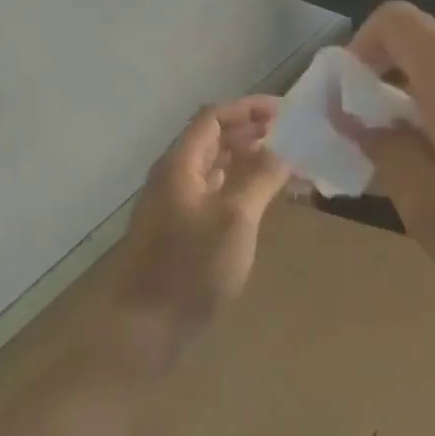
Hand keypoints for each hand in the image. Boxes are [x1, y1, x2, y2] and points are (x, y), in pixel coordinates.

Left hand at [107, 96, 290, 366]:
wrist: (146, 327)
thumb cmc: (192, 267)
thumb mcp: (236, 218)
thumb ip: (260, 178)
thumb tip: (284, 149)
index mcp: (181, 165)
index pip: (213, 117)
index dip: (248, 108)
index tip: (284, 111)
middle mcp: (175, 176)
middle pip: (212, 138)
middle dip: (250, 130)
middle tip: (288, 134)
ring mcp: (175, 204)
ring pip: (215, 166)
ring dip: (246, 157)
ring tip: (282, 161)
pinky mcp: (181, 229)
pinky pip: (214, 191)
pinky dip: (239, 184)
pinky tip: (261, 196)